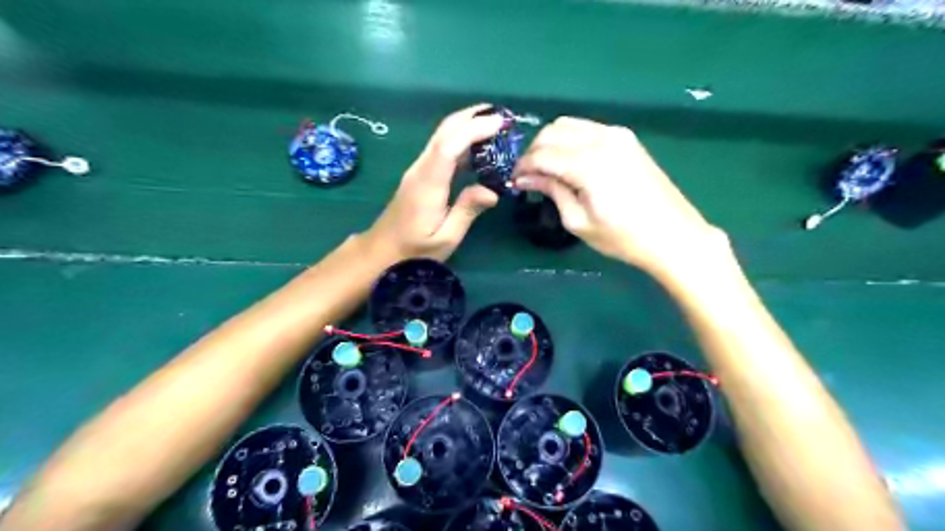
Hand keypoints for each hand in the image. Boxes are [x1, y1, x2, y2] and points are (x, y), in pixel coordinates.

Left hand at [362, 105, 509, 260]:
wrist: (381, 252)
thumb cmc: (413, 251)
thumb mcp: (445, 239)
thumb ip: (467, 211)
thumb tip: (492, 192)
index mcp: (428, 184)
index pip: (449, 146)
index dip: (474, 129)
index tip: (500, 123)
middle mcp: (421, 169)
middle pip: (444, 131)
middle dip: (472, 117)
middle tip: (503, 116)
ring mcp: (419, 170)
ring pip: (442, 136)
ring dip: (467, 125)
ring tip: (495, 126)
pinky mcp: (420, 174)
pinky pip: (441, 148)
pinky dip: (461, 139)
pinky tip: (478, 146)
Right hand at [515, 115, 724, 273]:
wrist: (673, 235)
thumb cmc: (623, 238)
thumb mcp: (578, 222)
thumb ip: (552, 191)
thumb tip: (526, 177)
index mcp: (588, 163)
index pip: (542, 154)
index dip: (523, 166)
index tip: (514, 180)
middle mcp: (601, 139)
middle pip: (552, 131)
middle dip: (534, 151)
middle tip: (529, 175)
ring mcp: (617, 134)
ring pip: (569, 124)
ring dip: (551, 142)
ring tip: (547, 168)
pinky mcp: (626, 138)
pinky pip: (588, 128)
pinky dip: (571, 139)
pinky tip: (569, 161)